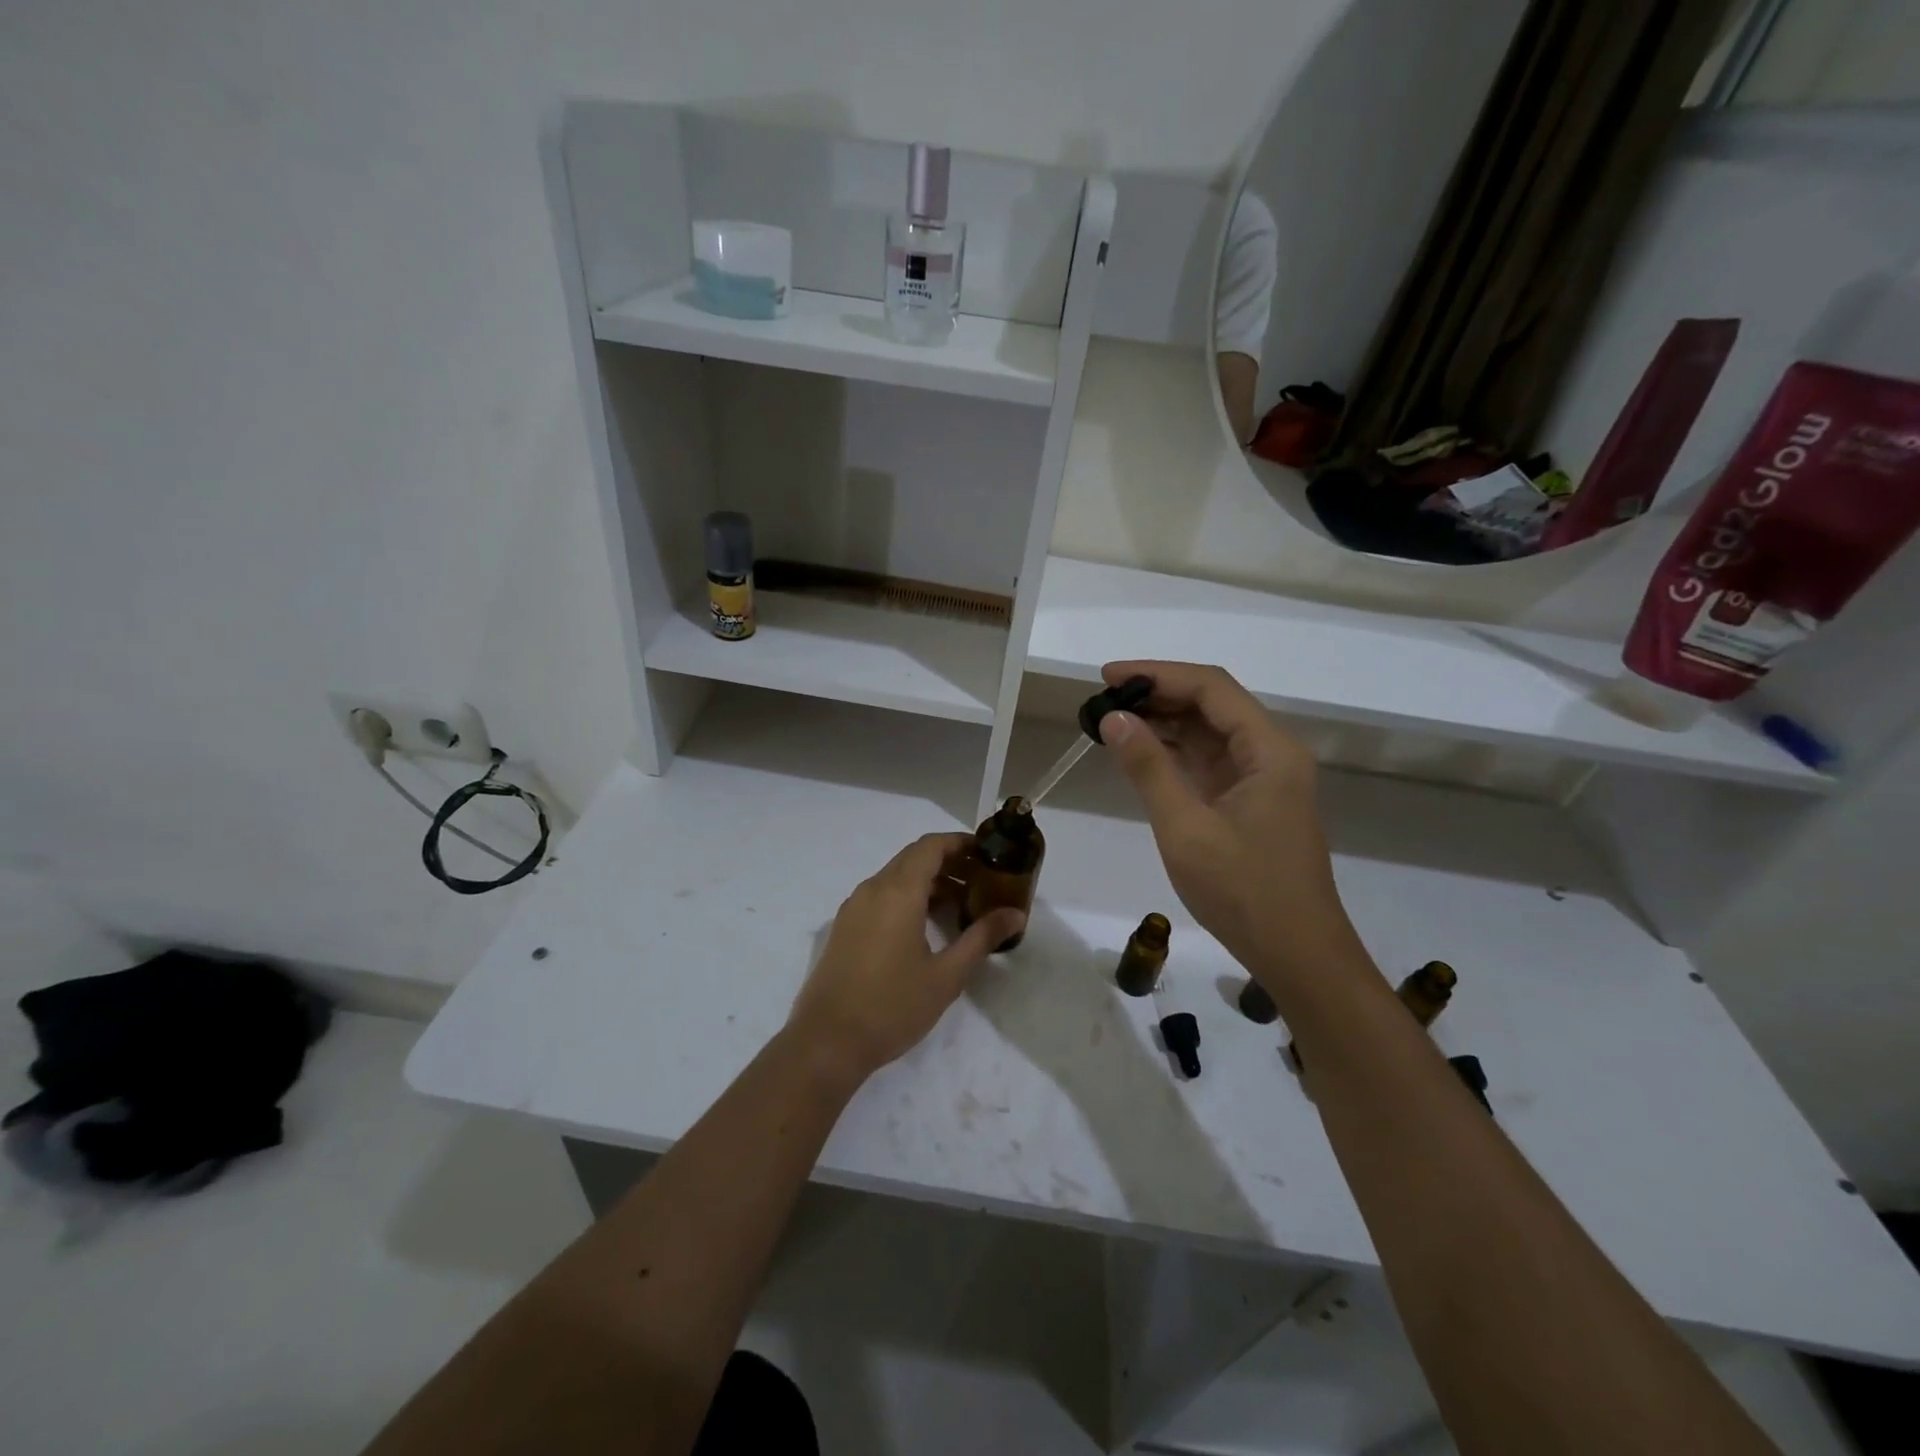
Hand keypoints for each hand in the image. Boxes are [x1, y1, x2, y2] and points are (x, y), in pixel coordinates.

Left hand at [785, 833, 1023, 1085]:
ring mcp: (854, 907)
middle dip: (949, 863)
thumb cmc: (892, 1006)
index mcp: (897, 892)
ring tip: (961, 906)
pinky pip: (881, 895)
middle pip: (914, 858)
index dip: (960, 843)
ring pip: (896, 877)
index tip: (988, 854)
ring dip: (929, 882)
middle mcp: (872, 889)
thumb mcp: (946, 975)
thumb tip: (1016, 914)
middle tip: (982, 882)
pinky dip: (908, 897)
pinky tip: (926, 926)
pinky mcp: (845, 926)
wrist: (827, 1042)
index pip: (931, 846)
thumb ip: (981, 938)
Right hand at [1097, 661, 1362, 989]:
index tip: (1108, 676)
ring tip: (1111, 720)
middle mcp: (1270, 753)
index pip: (1211, 688)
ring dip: (1163, 722)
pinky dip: (1173, 752)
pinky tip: (1139, 751)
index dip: (1158, 674)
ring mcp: (1261, 778)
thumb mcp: (1186, 828)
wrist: (1297, 955)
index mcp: (1269, 750)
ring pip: (1208, 732)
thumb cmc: (1244, 891)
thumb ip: (1149, 768)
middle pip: (1212, 704)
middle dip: (1157, 695)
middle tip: (1102, 699)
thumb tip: (1113, 718)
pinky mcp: (1249, 801)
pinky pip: (1208, 761)